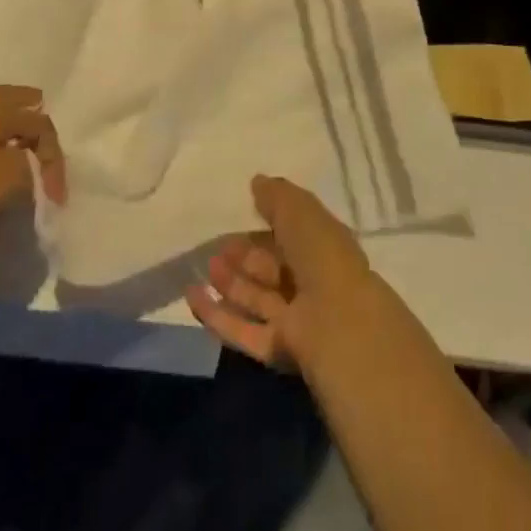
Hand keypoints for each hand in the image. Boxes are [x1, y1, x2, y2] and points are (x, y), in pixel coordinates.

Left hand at [0, 85, 65, 265]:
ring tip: (28, 154)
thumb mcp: (13, 177)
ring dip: (14, 134)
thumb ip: (35, 165)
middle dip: (34, 119)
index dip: (54, 157)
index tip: (57, 193)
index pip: (40, 123)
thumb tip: (35, 166)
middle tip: (48, 138)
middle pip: (15, 103)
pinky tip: (0, 167)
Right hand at [185, 175, 378, 369]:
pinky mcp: (276, 349)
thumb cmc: (322, 254)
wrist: (337, 322)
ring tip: (205, 267)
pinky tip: (192, 296)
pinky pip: (241, 330)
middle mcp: (310, 284)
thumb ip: (276, 196)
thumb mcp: (299, 210)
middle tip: (218, 246)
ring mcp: (294, 319)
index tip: (239, 217)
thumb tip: (257, 181)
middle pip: (271, 270)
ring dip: (230, 283)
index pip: (291, 236)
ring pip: (256, 299)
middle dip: (245, 257)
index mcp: (322, 249)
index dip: (266, 227)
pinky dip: (216, 314)